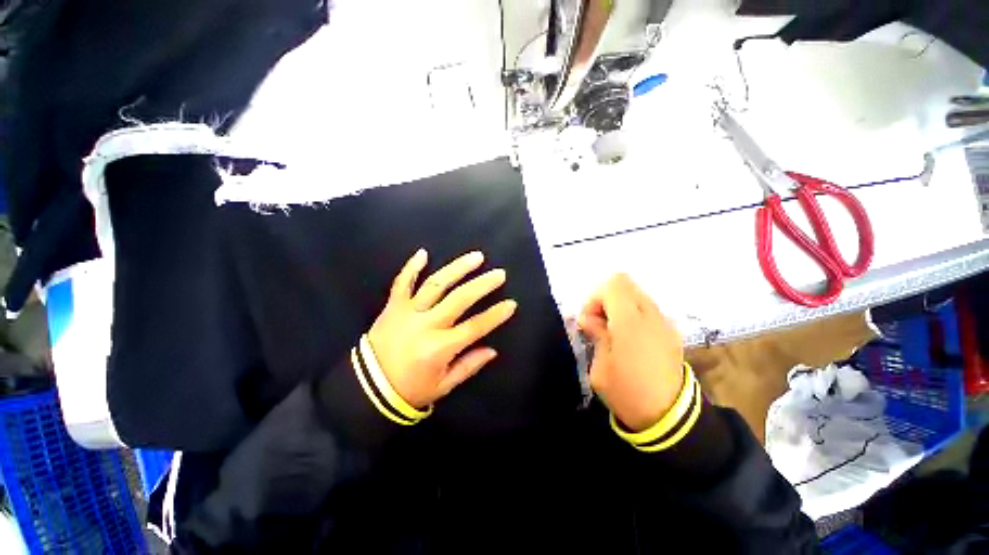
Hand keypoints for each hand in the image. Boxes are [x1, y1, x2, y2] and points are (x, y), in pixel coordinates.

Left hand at [367, 249, 517, 407]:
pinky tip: (423, 253)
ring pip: (436, 284)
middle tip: (499, 274)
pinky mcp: (393, 306)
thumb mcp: (443, 385)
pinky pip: (402, 282)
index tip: (511, 304)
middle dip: (482, 285)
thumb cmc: (409, 389)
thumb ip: (469, 366)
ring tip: (475, 257)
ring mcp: (408, 312)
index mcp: (440, 347)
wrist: (367, 387)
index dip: (495, 315)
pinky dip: (412, 267)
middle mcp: (426, 325)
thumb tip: (492, 350)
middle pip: (459, 299)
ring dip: (457, 268)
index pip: (475, 327)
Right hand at [578, 274, 684, 431]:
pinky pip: (648, 309)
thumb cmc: (627, 392)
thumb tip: (588, 318)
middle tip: (600, 325)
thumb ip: (596, 334)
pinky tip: (631, 339)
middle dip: (607, 299)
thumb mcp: (600, 366)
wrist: (670, 418)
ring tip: (615, 333)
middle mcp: (651, 315)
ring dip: (620, 306)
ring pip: (637, 295)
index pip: (613, 284)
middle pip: (626, 284)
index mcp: (630, 322)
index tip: (590, 320)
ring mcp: (665, 322)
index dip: (596, 297)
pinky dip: (634, 314)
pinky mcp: (672, 331)